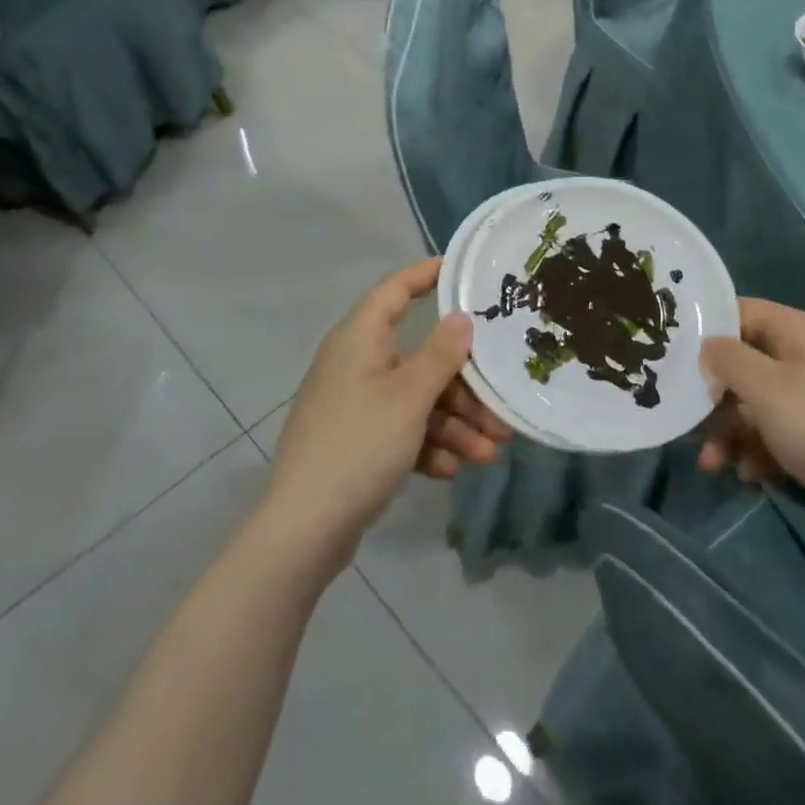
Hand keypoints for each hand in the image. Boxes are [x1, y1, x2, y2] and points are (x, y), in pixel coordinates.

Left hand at [266, 259, 509, 562]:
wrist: (303, 530)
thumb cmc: (359, 445)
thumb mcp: (409, 396)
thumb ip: (440, 354)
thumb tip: (461, 316)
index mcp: (360, 338)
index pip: (396, 289)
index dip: (429, 274)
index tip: (469, 273)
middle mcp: (357, 364)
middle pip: (420, 357)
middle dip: (464, 384)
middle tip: (501, 405)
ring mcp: (356, 404)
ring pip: (417, 399)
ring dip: (456, 423)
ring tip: (491, 452)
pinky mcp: (357, 442)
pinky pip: (402, 430)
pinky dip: (430, 445)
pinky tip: (454, 470)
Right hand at [699, 300, 804, 535]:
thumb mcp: (765, 388)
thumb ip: (727, 359)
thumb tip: (708, 346)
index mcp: (800, 331)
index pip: (743, 312)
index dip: (708, 330)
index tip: (675, 356)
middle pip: (746, 363)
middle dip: (715, 398)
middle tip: (689, 424)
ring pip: (757, 403)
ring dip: (731, 432)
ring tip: (714, 464)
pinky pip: (778, 433)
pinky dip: (758, 451)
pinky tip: (750, 476)